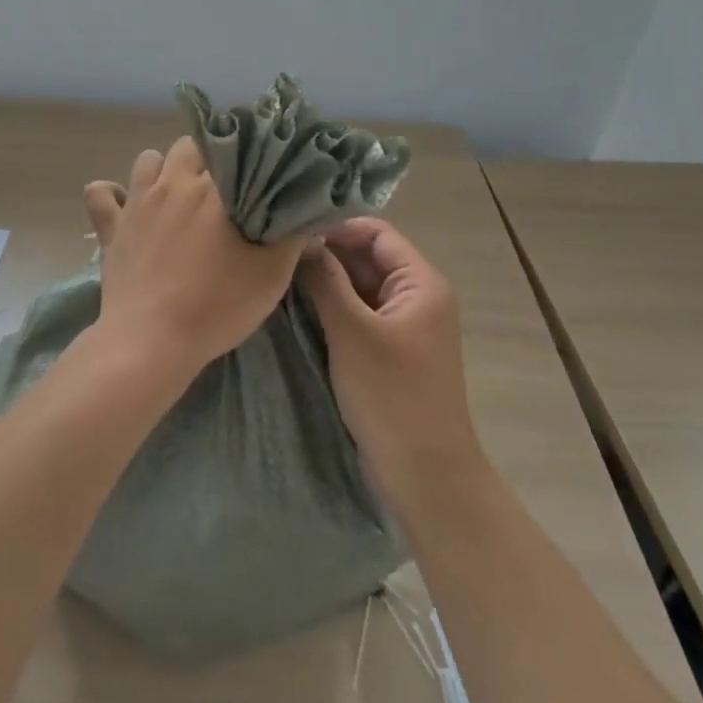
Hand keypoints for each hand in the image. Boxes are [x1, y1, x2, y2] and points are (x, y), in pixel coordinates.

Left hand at [82, 137, 302, 376]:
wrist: (151, 341)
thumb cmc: (216, 306)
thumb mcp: (270, 275)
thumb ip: (291, 236)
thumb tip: (305, 211)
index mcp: (213, 190)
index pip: (231, 148)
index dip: (244, 154)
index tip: (254, 169)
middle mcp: (171, 184)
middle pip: (188, 147)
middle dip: (205, 158)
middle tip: (219, 189)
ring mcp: (136, 203)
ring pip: (147, 160)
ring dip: (161, 170)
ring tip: (175, 193)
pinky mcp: (110, 227)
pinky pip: (100, 194)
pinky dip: (110, 194)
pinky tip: (124, 206)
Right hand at [298, 218, 480, 497]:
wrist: (424, 474)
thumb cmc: (392, 396)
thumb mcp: (353, 332)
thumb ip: (326, 280)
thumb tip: (300, 241)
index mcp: (421, 282)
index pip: (375, 232)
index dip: (335, 228)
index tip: (292, 234)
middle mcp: (415, 295)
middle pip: (366, 257)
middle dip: (324, 253)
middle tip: (277, 255)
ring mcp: (401, 324)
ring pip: (357, 285)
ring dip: (324, 281)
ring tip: (279, 277)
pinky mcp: (386, 349)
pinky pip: (356, 313)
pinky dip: (329, 306)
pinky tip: (295, 307)